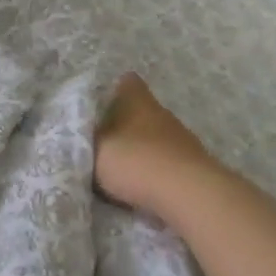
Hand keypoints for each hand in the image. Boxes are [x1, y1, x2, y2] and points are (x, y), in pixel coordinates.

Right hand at [94, 73, 221, 219]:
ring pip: (155, 136)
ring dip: (140, 147)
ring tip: (120, 167)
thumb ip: (84, 140)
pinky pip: (166, 160)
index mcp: (137, 101)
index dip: (113, 89)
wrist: (187, 194)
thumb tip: (81, 134)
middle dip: (124, 123)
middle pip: (141, 110)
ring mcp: (182, 138)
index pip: (127, 82)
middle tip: (102, 140)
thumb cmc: (134, 161)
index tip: (99, 104)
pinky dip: (154, 168)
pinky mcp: (194, 164)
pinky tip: (142, 184)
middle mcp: (162, 113)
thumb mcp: (94, 150)